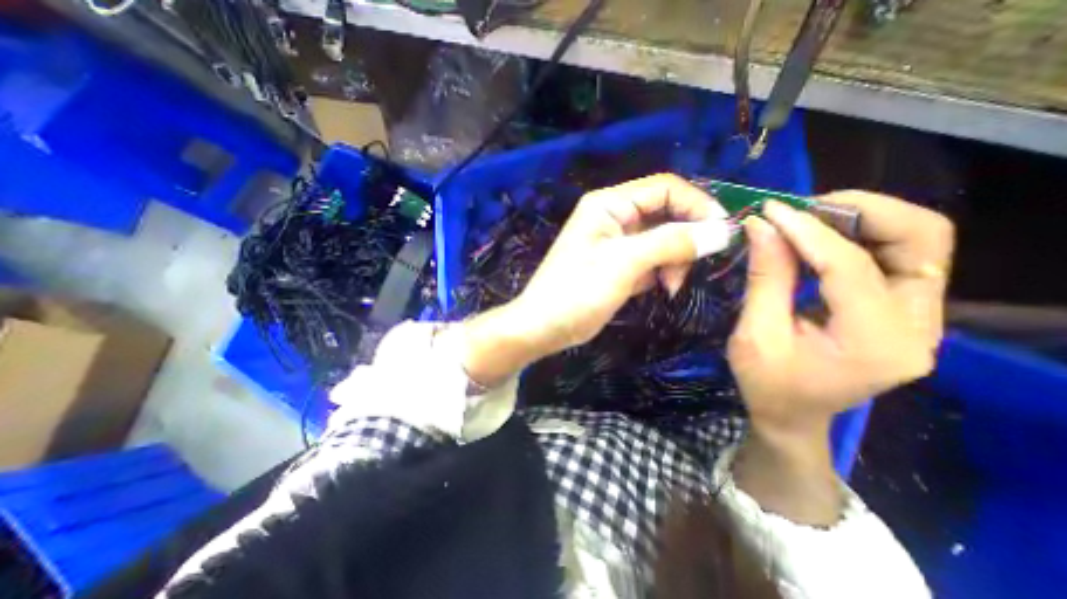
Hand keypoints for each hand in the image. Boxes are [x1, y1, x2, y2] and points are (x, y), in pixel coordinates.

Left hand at [463, 176, 730, 385]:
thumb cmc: (577, 291)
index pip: (665, 188)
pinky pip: (652, 259)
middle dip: (684, 239)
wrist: (544, 327)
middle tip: (691, 267)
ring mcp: (616, 242)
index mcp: (609, 205)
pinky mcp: (619, 265)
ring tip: (669, 286)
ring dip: (674, 260)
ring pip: (662, 239)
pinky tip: (660, 289)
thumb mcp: (624, 263)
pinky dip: (662, 272)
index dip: (697, 205)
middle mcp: (614, 217)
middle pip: (666, 214)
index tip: (722, 232)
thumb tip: (722, 231)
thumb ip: (672, 243)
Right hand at [729, 195, 953, 442]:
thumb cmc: (766, 384)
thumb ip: (765, 278)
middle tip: (802, 208)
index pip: (851, 266)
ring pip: (917, 242)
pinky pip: (895, 258)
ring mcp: (919, 319)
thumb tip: (761, 225)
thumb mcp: (755, 334)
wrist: (790, 415)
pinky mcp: (903, 313)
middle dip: (860, 211)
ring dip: (863, 219)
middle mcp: (917, 327)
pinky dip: (858, 237)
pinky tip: (818, 239)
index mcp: (876, 343)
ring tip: (808, 218)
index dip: (808, 232)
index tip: (769, 211)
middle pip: (921, 240)